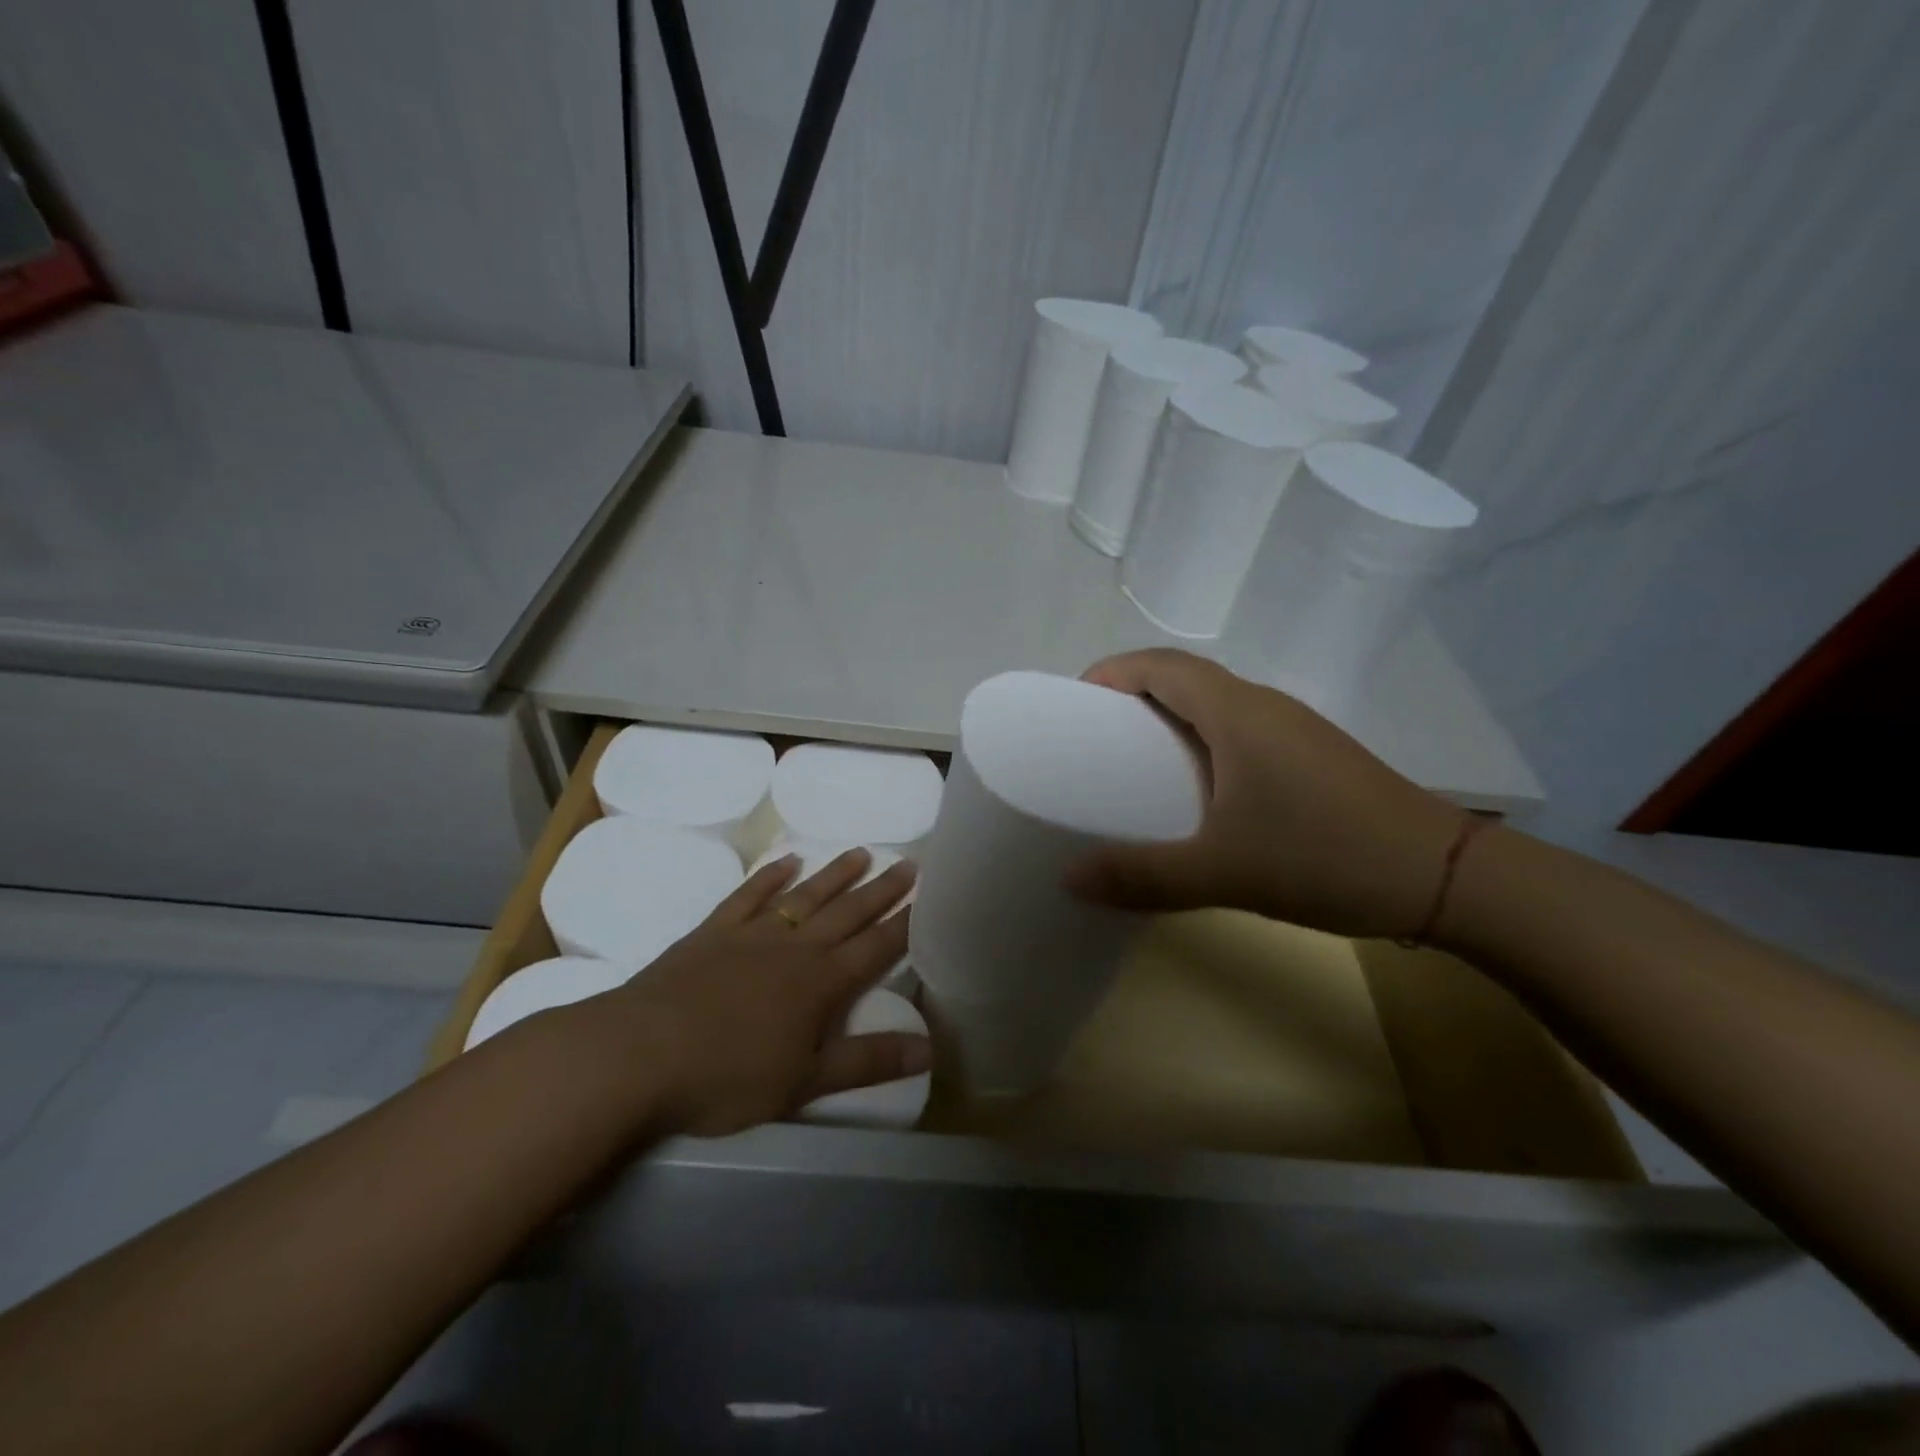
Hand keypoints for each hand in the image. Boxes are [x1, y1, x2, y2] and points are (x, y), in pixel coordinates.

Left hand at [608, 849, 927, 1135]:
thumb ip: (867, 1062)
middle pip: (848, 912)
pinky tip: (787, 862)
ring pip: (806, 896)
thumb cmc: (728, 1075)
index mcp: (822, 983)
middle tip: (908, 863)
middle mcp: (795, 948)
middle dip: (881, 890)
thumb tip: (930, 1048)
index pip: (875, 947)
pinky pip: (750, 895)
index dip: (904, 924)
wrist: (640, 1053)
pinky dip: (770, 876)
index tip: (927, 898)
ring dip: (835, 874)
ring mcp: (753, 934)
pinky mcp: (714, 932)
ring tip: (862, 852)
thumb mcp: (805, 1082)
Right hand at [1064, 649, 1466, 938]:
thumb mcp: (1224, 873)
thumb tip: (1068, 878)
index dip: (1112, 672)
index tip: (1074, 704)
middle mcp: (1264, 707)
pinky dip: (1201, 743)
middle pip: (1184, 678)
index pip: (1161, 665)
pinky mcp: (1311, 758)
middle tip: (1093, 740)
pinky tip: (1197, 794)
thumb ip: (1143, 876)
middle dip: (1131, 696)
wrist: (1447, 879)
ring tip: (1133, 766)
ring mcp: (1293, 731)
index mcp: (1238, 713)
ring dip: (1169, 720)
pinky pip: (1239, 732)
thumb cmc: (1326, 857)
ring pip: (1215, 705)